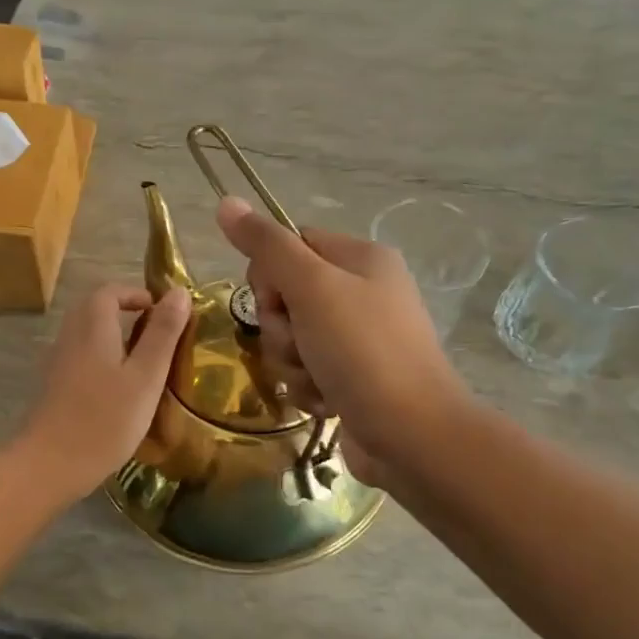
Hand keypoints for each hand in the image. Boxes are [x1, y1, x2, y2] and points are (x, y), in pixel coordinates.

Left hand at [17, 283, 189, 496]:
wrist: (49, 465)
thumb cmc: (105, 419)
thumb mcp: (146, 376)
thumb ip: (163, 333)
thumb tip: (180, 292)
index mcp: (92, 325)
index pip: (111, 291)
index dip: (138, 295)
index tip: (164, 314)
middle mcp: (70, 335)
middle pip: (96, 309)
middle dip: (126, 313)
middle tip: (158, 336)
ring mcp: (58, 361)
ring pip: (88, 334)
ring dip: (114, 338)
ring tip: (144, 363)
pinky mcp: (54, 386)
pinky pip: (81, 357)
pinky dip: (102, 359)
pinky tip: (119, 389)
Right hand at [216, 197, 469, 482]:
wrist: (412, 436)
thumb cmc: (363, 351)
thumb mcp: (312, 288)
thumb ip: (267, 246)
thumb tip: (226, 202)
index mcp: (360, 258)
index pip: (290, 245)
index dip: (270, 275)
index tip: (277, 301)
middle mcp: (361, 292)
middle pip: (286, 295)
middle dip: (281, 328)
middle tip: (301, 344)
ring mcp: (358, 338)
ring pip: (291, 338)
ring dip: (291, 362)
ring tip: (317, 379)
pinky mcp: (352, 377)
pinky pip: (306, 370)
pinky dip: (308, 387)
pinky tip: (327, 402)